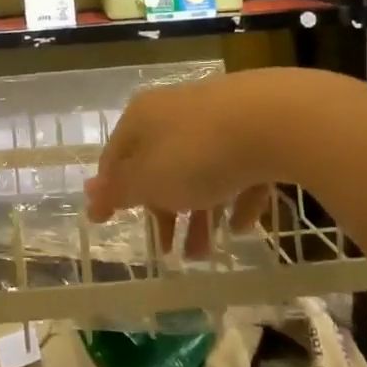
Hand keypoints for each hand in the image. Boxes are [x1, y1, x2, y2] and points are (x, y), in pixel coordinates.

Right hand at [85, 70, 298, 251]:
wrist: (278, 119)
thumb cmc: (198, 154)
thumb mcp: (149, 180)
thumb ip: (119, 191)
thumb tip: (89, 195)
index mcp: (142, 117)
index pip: (115, 157)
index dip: (111, 192)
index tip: (109, 224)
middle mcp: (176, 112)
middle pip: (160, 167)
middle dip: (164, 213)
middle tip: (167, 251)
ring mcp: (219, 117)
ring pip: (201, 171)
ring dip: (201, 214)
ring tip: (207, 254)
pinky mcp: (257, 128)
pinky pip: (239, 168)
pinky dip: (237, 197)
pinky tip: (244, 224)